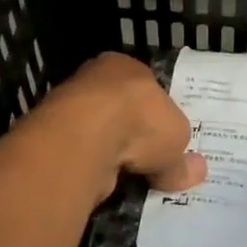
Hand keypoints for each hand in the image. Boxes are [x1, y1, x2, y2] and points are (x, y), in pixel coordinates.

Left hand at [31, 52, 206, 205]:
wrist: (84, 137)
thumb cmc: (141, 121)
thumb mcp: (177, 139)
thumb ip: (182, 158)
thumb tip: (195, 171)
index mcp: (126, 65)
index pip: (146, 87)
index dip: (157, 113)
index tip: (164, 139)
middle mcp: (94, 79)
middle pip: (119, 109)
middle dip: (132, 134)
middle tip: (148, 161)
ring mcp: (68, 106)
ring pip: (97, 132)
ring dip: (110, 152)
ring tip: (128, 176)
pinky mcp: (52, 136)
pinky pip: (81, 153)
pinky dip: (93, 166)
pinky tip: (104, 180)